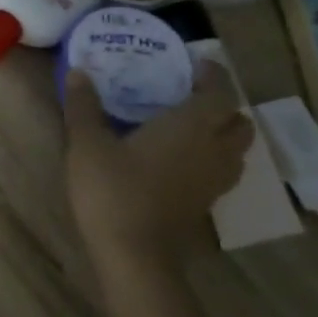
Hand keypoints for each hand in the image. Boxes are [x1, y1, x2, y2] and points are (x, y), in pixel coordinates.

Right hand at [64, 61, 254, 276]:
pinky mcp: (205, 205)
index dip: (214, 75)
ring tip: (190, 126)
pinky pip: (222, 171)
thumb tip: (78, 71)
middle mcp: (212, 150)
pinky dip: (212, 158)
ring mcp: (213, 181)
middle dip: (223, 105)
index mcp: (190, 127)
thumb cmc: (112, 188)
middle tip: (192, 95)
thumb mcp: (87, 142)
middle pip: (239, 123)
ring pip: (236, 150)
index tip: (195, 64)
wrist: (132, 252)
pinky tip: (181, 159)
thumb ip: (84, 105)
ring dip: (222, 134)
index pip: (221, 93)